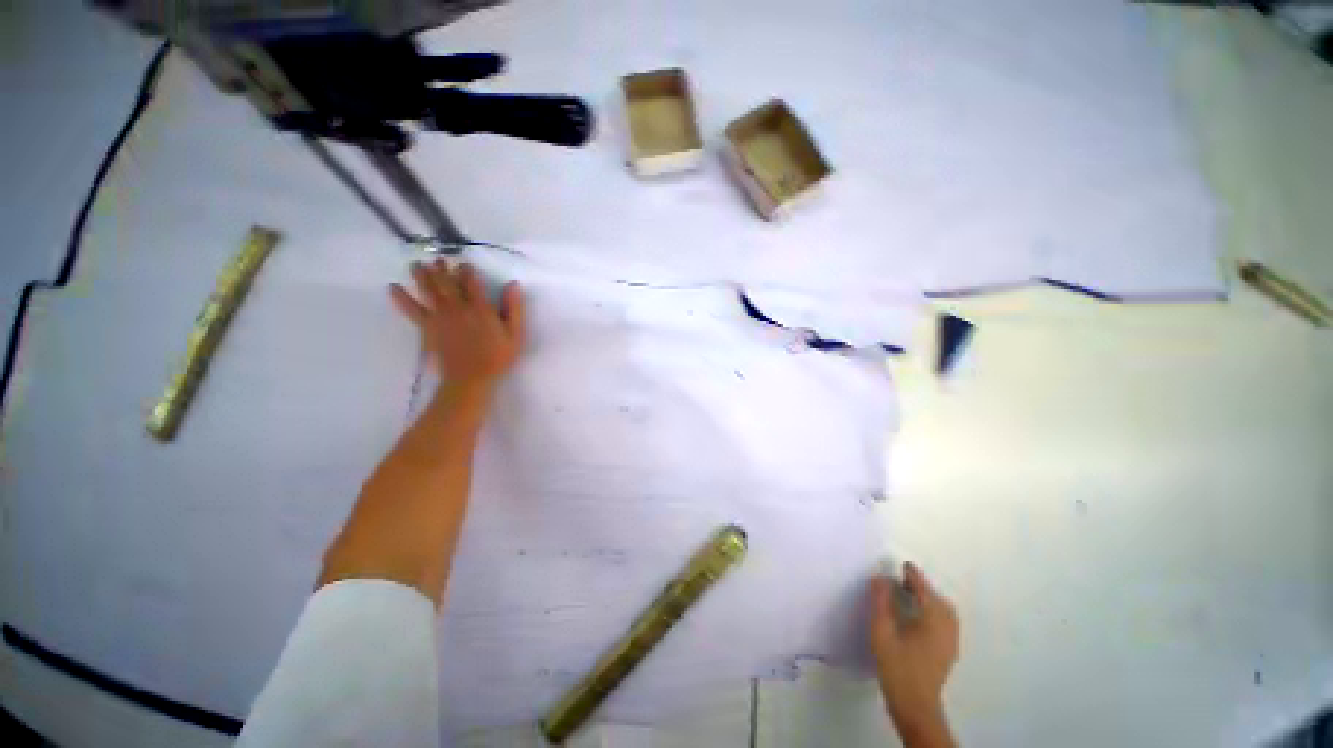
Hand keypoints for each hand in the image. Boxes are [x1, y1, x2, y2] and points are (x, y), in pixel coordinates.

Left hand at [390, 260, 525, 396]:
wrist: (471, 379)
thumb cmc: (497, 357)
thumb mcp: (515, 334)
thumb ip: (514, 309)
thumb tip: (513, 285)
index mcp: (480, 308)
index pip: (472, 281)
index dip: (467, 270)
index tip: (465, 264)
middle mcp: (458, 307)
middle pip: (447, 282)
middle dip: (443, 269)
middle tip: (439, 260)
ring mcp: (440, 316)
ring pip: (428, 290)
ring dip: (422, 275)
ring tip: (417, 265)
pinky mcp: (427, 327)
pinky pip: (411, 309)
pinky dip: (401, 298)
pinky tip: (393, 288)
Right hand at [869, 562, 958, 747]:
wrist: (915, 707)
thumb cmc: (897, 667)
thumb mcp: (882, 632)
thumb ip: (880, 602)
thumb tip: (880, 577)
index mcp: (932, 621)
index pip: (924, 591)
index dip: (914, 576)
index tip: (904, 564)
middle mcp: (946, 629)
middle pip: (938, 601)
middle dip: (923, 588)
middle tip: (903, 581)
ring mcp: (950, 643)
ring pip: (944, 613)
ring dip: (929, 601)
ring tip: (910, 597)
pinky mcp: (947, 653)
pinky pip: (945, 624)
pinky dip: (934, 613)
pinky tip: (919, 619)